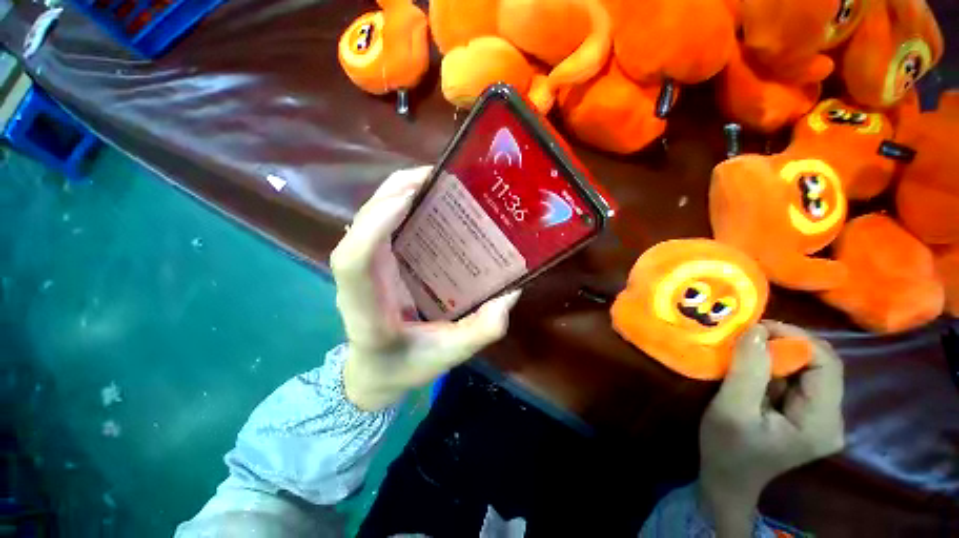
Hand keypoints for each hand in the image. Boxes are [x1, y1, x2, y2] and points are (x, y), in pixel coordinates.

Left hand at [330, 167, 520, 411]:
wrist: (375, 372)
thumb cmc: (404, 366)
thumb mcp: (449, 355)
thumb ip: (482, 329)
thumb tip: (511, 292)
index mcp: (367, 310)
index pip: (353, 261)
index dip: (374, 224)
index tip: (408, 199)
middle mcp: (357, 283)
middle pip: (358, 227)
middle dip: (391, 194)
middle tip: (432, 176)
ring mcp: (364, 270)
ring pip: (367, 221)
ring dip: (395, 194)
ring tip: (431, 180)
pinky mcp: (375, 265)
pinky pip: (380, 227)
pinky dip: (398, 207)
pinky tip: (425, 201)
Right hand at [698, 321, 844, 536]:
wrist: (728, 478)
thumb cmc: (727, 448)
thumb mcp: (731, 410)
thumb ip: (747, 371)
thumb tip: (757, 330)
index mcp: (822, 422)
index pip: (826, 364)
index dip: (796, 339)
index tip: (757, 329)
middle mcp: (833, 419)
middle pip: (822, 365)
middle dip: (786, 344)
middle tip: (749, 336)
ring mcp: (822, 418)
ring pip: (810, 369)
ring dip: (779, 354)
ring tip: (747, 350)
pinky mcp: (808, 415)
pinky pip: (799, 379)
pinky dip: (776, 366)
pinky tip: (754, 368)